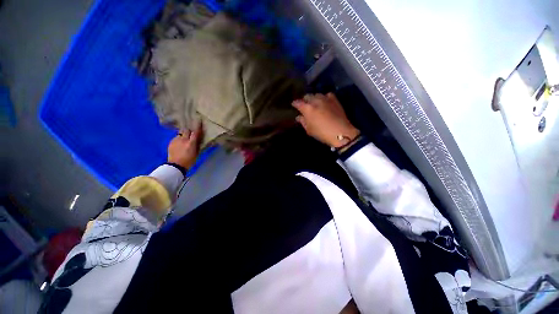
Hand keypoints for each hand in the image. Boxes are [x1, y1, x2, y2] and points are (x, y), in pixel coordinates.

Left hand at [167, 121, 203, 168]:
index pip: (195, 132)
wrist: (175, 166)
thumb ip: (197, 145)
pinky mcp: (171, 142)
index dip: (197, 126)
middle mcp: (183, 140)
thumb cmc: (189, 161)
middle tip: (191, 133)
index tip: (199, 120)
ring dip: (183, 135)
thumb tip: (199, 139)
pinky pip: (176, 138)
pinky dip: (179, 139)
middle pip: (186, 130)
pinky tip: (179, 144)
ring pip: (180, 133)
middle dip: (189, 131)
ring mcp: (175, 140)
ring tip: (184, 139)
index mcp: (191, 143)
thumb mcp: (196, 153)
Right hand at [292, 93, 359, 147]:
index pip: (298, 103)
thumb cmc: (322, 133)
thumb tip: (299, 117)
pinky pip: (327, 95)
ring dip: (314, 98)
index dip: (295, 103)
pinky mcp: (334, 100)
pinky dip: (324, 97)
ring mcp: (325, 99)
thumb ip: (303, 122)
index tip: (294, 105)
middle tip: (304, 105)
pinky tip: (324, 102)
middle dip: (304, 100)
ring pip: (317, 94)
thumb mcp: (309, 130)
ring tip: (314, 103)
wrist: (340, 132)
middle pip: (307, 96)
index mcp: (307, 108)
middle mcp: (315, 101)